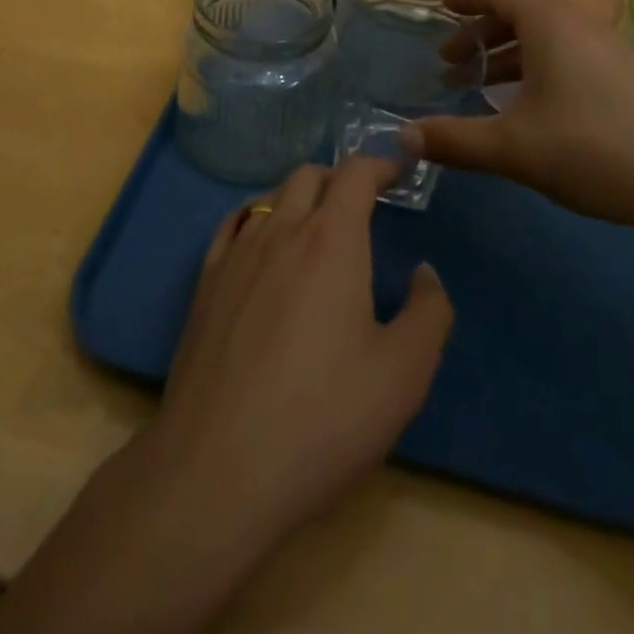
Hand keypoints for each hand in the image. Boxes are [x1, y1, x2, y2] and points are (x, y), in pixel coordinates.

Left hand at [145, 157, 453, 549]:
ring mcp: (236, 254)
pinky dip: (257, 216)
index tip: (398, 171)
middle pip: (309, 175)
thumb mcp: (403, 374)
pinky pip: (232, 225)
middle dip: (340, 178)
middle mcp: (280, 230)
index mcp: (331, 240)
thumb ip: (428, 313)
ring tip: (316, 226)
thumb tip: (424, 273)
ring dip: (299, 196)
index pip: (355, 173)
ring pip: (269, 196)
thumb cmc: (323, 418)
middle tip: (362, 204)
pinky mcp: (205, 283)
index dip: (380, 164)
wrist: (218, 469)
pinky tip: (262, 242)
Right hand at [406, 0, 633, 233]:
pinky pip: (564, 57)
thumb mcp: (515, 148)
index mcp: (550, 23)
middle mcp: (578, 24)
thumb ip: (455, 140)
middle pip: (518, 14)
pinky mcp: (623, 76)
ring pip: (543, 39)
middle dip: (478, 35)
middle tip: (448, 64)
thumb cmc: (596, 148)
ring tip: (477, 88)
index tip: (437, 3)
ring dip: (505, 57)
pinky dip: (533, 70)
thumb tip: (402, 137)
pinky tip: (525, 108)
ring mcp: (606, 49)